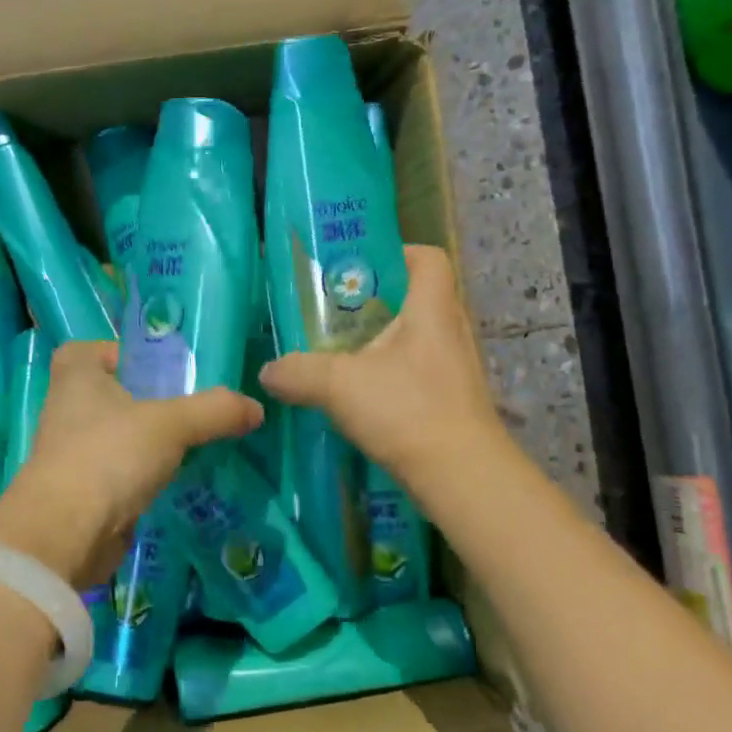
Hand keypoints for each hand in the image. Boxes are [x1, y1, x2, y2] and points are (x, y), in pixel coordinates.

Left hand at [0, 340, 262, 588]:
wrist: (65, 536)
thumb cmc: (109, 456)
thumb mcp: (170, 424)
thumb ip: (214, 410)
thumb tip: (255, 407)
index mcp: (76, 377)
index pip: (87, 350)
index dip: (117, 353)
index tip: (154, 368)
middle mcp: (67, 410)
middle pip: (108, 394)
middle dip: (145, 399)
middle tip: (190, 405)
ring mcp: (71, 454)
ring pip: (116, 436)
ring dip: (146, 441)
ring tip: (193, 443)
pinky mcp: (82, 492)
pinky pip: (119, 473)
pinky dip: (143, 476)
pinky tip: (176, 481)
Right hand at [259, 245, 505, 487]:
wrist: (463, 478)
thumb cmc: (407, 410)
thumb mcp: (340, 384)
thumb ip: (298, 372)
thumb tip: (268, 371)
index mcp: (432, 309)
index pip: (428, 258)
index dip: (397, 253)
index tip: (359, 268)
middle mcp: (451, 331)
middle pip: (417, 298)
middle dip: (376, 302)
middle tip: (336, 313)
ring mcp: (456, 368)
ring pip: (416, 339)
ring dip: (381, 343)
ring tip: (342, 355)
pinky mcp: (453, 401)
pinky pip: (418, 372)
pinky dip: (391, 376)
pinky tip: (361, 396)